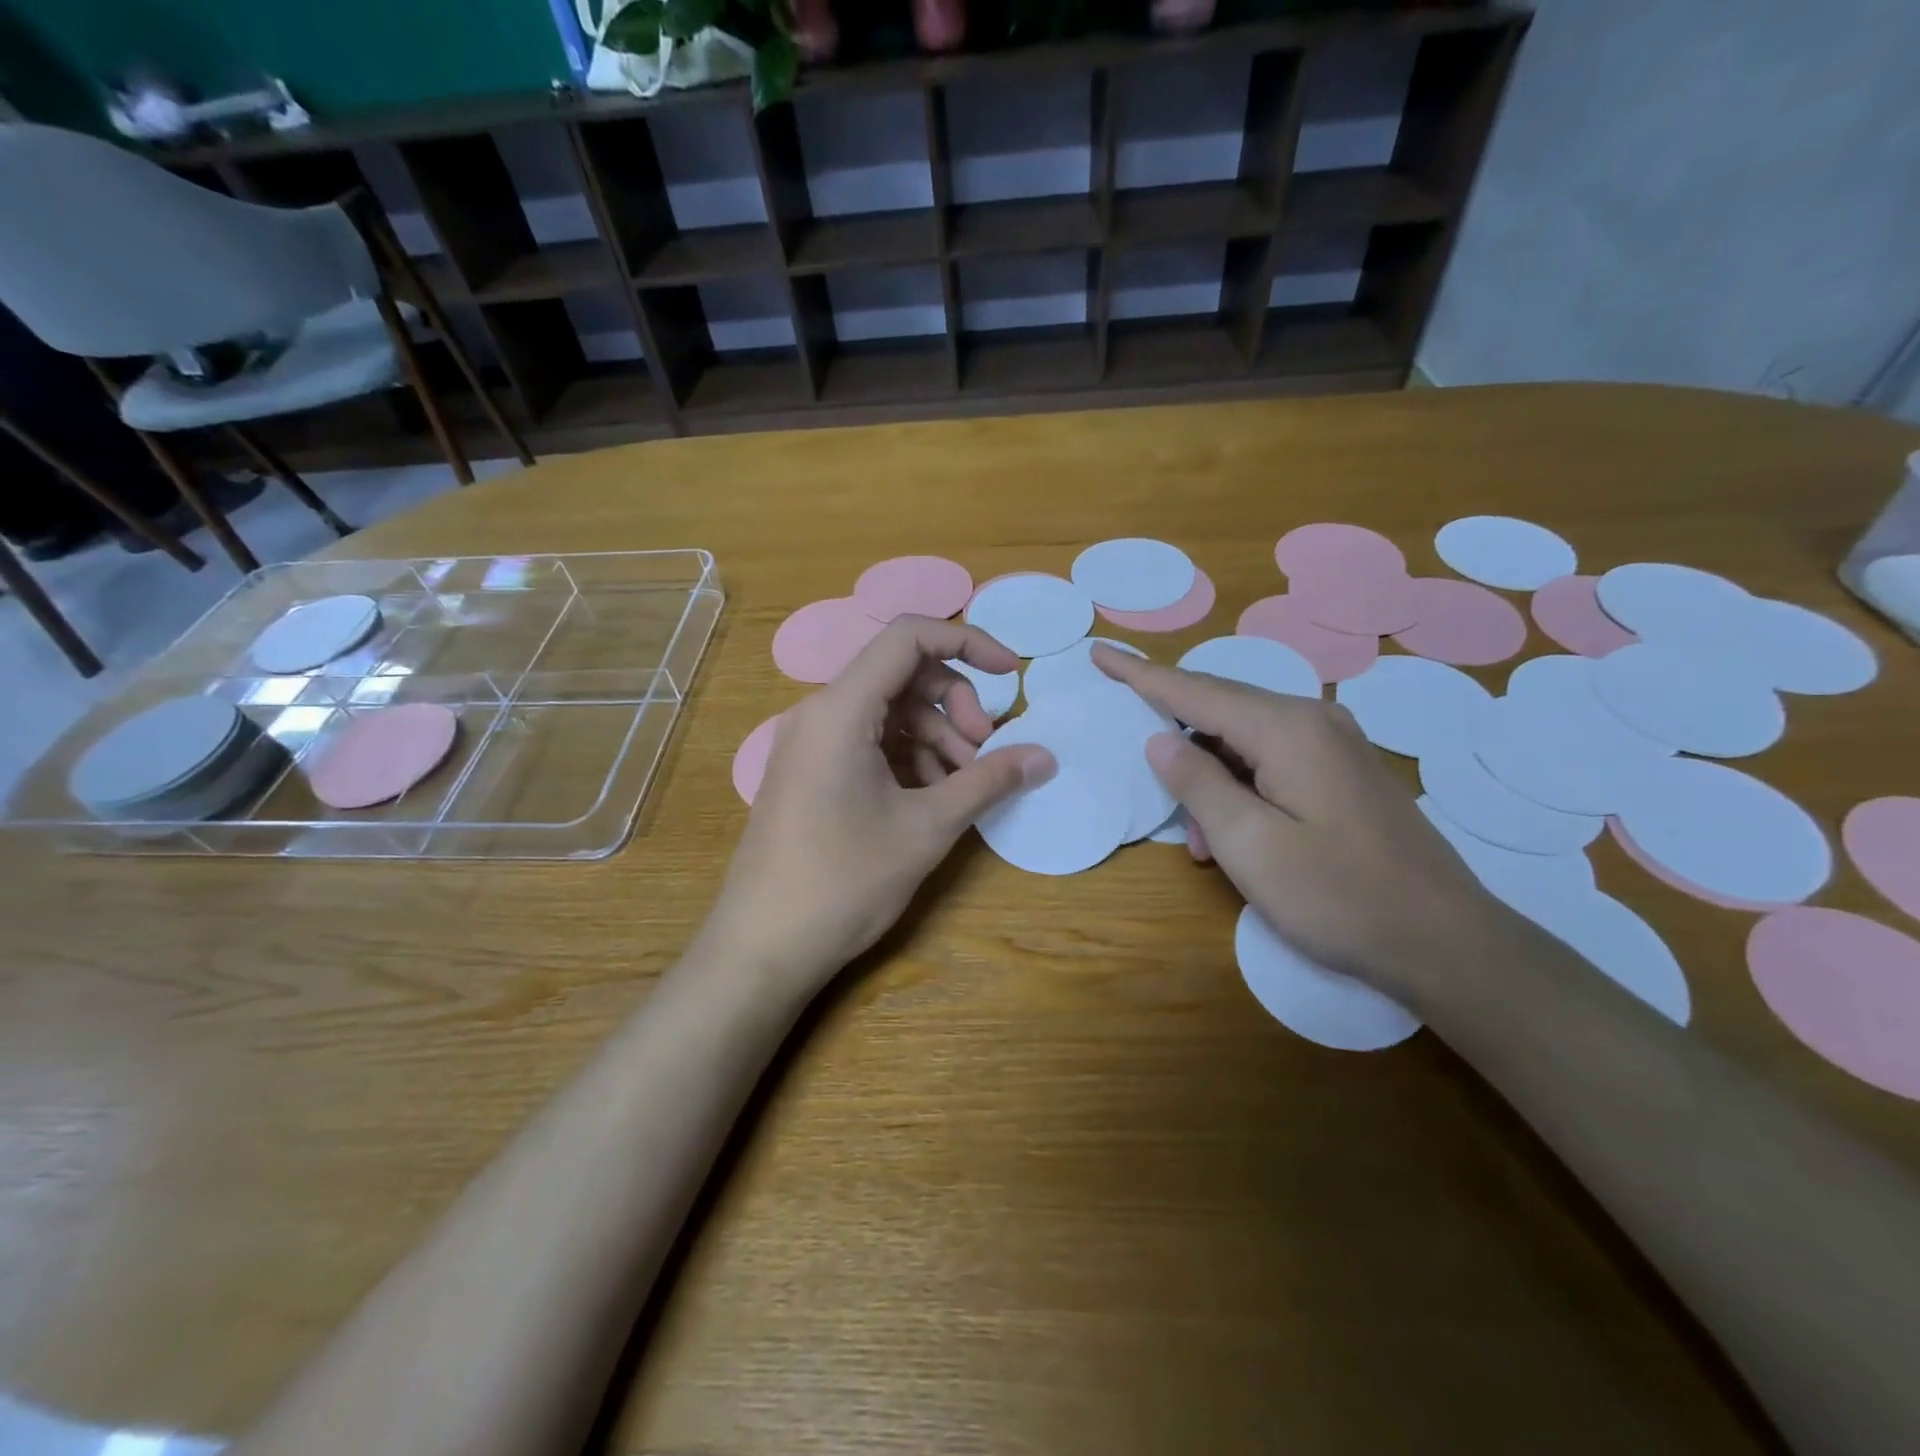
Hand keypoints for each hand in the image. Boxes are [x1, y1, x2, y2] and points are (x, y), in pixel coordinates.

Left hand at [704, 616, 1054, 993]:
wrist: (763, 947)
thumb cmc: (844, 882)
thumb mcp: (927, 828)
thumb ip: (988, 781)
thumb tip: (1045, 758)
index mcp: (841, 709)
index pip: (909, 636)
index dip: (968, 642)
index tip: (1011, 675)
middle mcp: (820, 713)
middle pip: (903, 676)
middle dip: (955, 706)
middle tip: (985, 753)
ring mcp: (811, 743)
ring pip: (889, 713)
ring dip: (936, 739)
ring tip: (963, 788)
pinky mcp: (810, 772)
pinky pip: (868, 743)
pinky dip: (908, 759)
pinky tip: (931, 800)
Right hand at [1092, 645, 1505, 1001]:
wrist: (1445, 941)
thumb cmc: (1339, 896)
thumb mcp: (1251, 845)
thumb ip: (1198, 784)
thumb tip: (1159, 741)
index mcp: (1286, 729)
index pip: (1195, 690)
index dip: (1141, 674)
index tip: (1100, 652)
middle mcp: (1313, 720)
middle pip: (1220, 707)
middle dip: (1171, 729)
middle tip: (1130, 745)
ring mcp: (1334, 744)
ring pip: (1244, 740)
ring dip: (1208, 776)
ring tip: (1196, 839)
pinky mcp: (1343, 772)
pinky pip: (1271, 760)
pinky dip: (1238, 787)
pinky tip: (1232, 835)